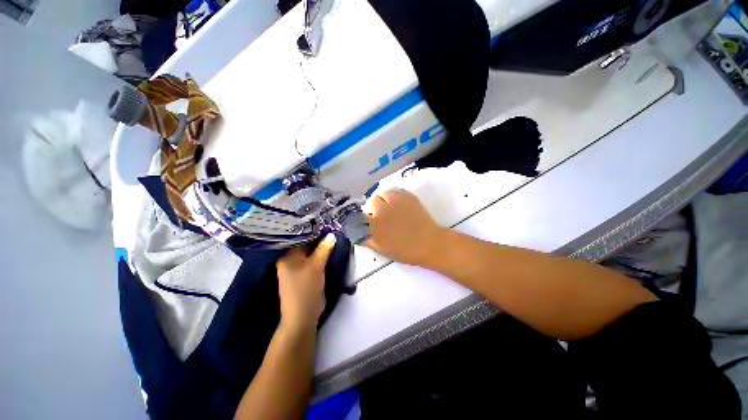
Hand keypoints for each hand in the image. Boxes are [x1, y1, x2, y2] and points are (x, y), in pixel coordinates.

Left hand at [276, 234, 335, 330]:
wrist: (303, 316)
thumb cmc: (306, 288)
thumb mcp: (316, 266)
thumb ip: (324, 249)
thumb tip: (332, 234)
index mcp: (287, 257)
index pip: (302, 240)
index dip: (315, 233)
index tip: (328, 227)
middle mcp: (290, 261)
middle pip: (307, 247)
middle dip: (320, 242)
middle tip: (333, 232)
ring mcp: (297, 269)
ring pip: (311, 255)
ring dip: (322, 250)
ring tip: (334, 239)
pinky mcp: (305, 276)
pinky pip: (314, 262)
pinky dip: (321, 258)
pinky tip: (331, 252)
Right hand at [365, 189, 444, 265]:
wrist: (429, 243)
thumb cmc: (405, 250)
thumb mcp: (381, 249)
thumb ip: (366, 240)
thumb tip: (357, 232)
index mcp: (375, 223)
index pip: (361, 214)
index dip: (363, 217)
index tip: (368, 222)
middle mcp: (383, 209)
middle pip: (372, 201)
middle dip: (374, 208)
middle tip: (381, 216)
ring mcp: (396, 200)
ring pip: (383, 193)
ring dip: (383, 200)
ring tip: (389, 208)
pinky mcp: (407, 196)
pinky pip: (394, 190)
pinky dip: (393, 195)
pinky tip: (397, 203)